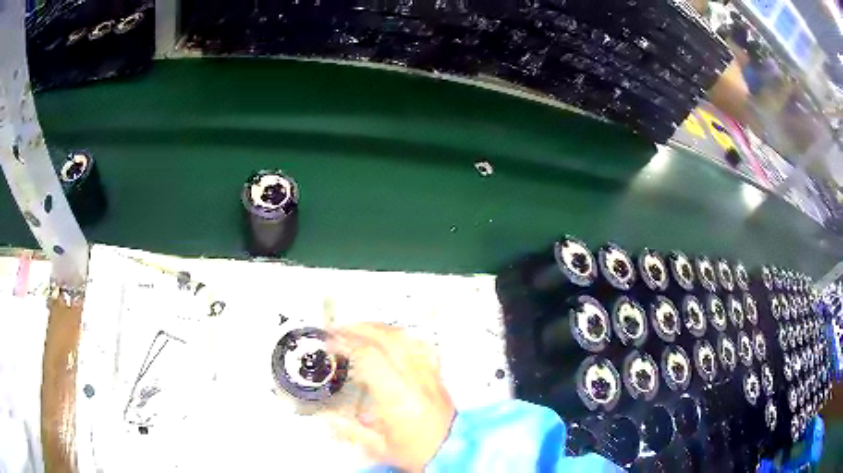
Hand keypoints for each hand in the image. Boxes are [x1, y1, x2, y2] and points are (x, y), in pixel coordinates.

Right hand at [326, 323, 455, 471]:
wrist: (454, 453)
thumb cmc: (422, 453)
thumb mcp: (379, 448)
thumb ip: (349, 431)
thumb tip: (328, 418)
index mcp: (398, 398)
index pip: (370, 355)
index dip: (347, 342)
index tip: (331, 341)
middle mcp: (415, 381)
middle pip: (388, 338)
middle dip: (360, 329)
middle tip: (340, 331)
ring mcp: (429, 376)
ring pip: (406, 338)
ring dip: (380, 329)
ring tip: (362, 330)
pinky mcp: (436, 377)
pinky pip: (421, 346)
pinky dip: (403, 337)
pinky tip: (394, 339)